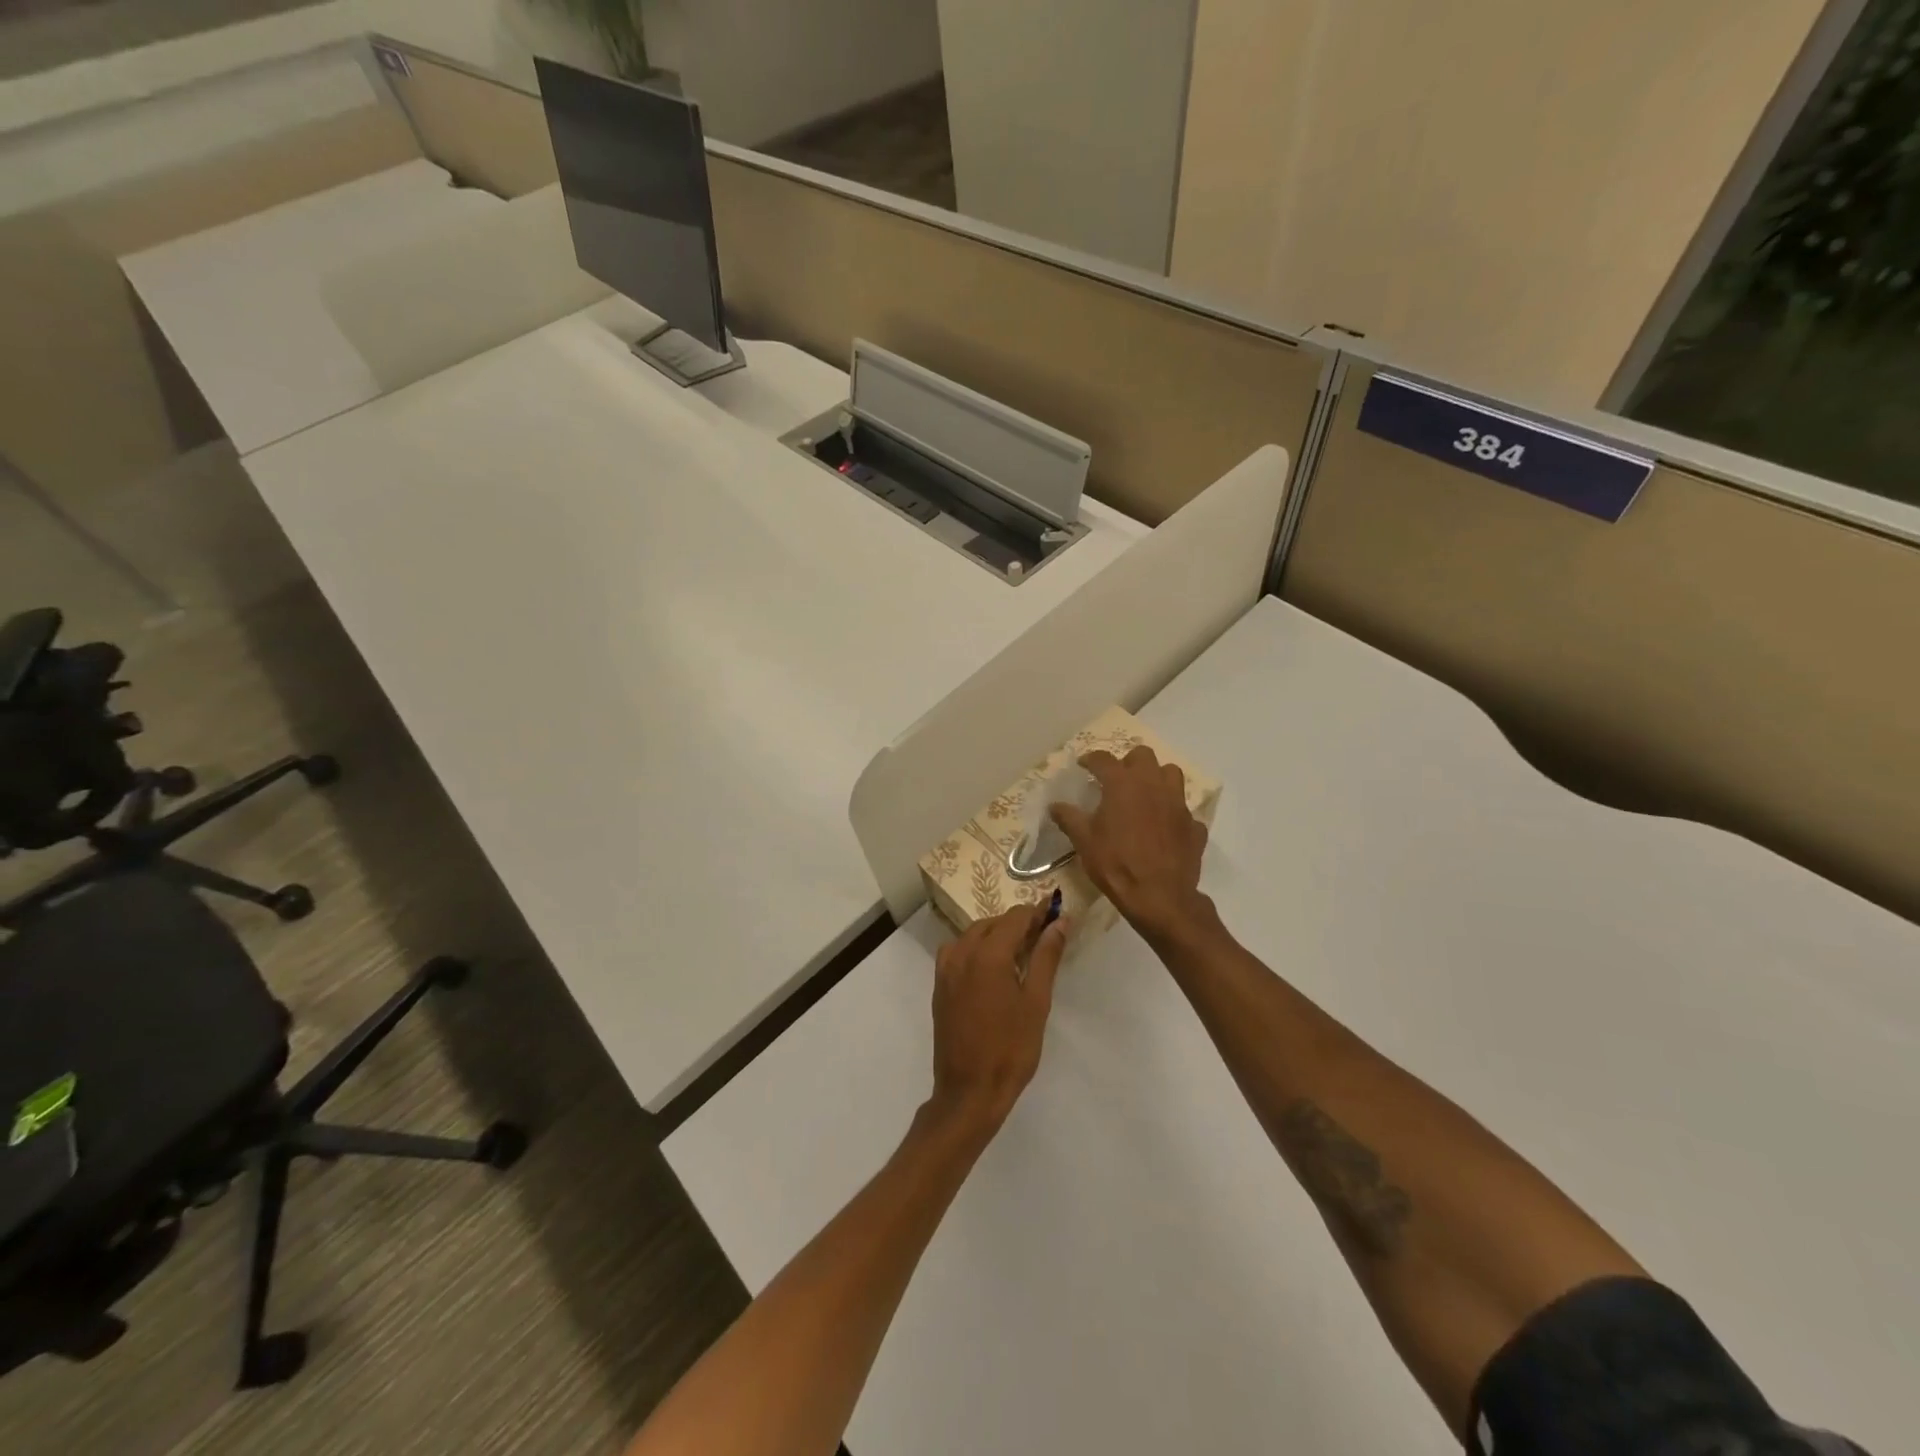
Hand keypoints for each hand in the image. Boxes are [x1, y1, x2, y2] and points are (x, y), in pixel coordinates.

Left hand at [928, 904, 1069, 1136]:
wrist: (969, 1091)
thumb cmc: (1011, 1049)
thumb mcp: (1036, 1002)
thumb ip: (1047, 956)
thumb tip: (1060, 922)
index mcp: (988, 953)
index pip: (1016, 916)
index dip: (1038, 912)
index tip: (1058, 915)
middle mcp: (962, 952)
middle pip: (994, 922)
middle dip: (1019, 924)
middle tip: (1045, 938)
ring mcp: (946, 968)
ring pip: (974, 934)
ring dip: (998, 935)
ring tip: (1023, 954)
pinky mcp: (939, 984)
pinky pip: (959, 951)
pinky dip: (978, 949)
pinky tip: (994, 969)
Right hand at [1050, 746, 1209, 941]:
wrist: (1159, 897)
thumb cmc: (1115, 863)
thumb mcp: (1084, 841)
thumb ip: (1069, 818)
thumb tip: (1055, 806)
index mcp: (1123, 784)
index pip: (1103, 759)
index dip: (1090, 759)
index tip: (1083, 765)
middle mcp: (1153, 785)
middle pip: (1143, 756)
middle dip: (1128, 762)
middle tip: (1117, 780)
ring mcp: (1178, 803)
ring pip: (1171, 774)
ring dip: (1157, 778)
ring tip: (1145, 795)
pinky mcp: (1194, 825)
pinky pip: (1184, 810)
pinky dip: (1173, 814)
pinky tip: (1164, 828)